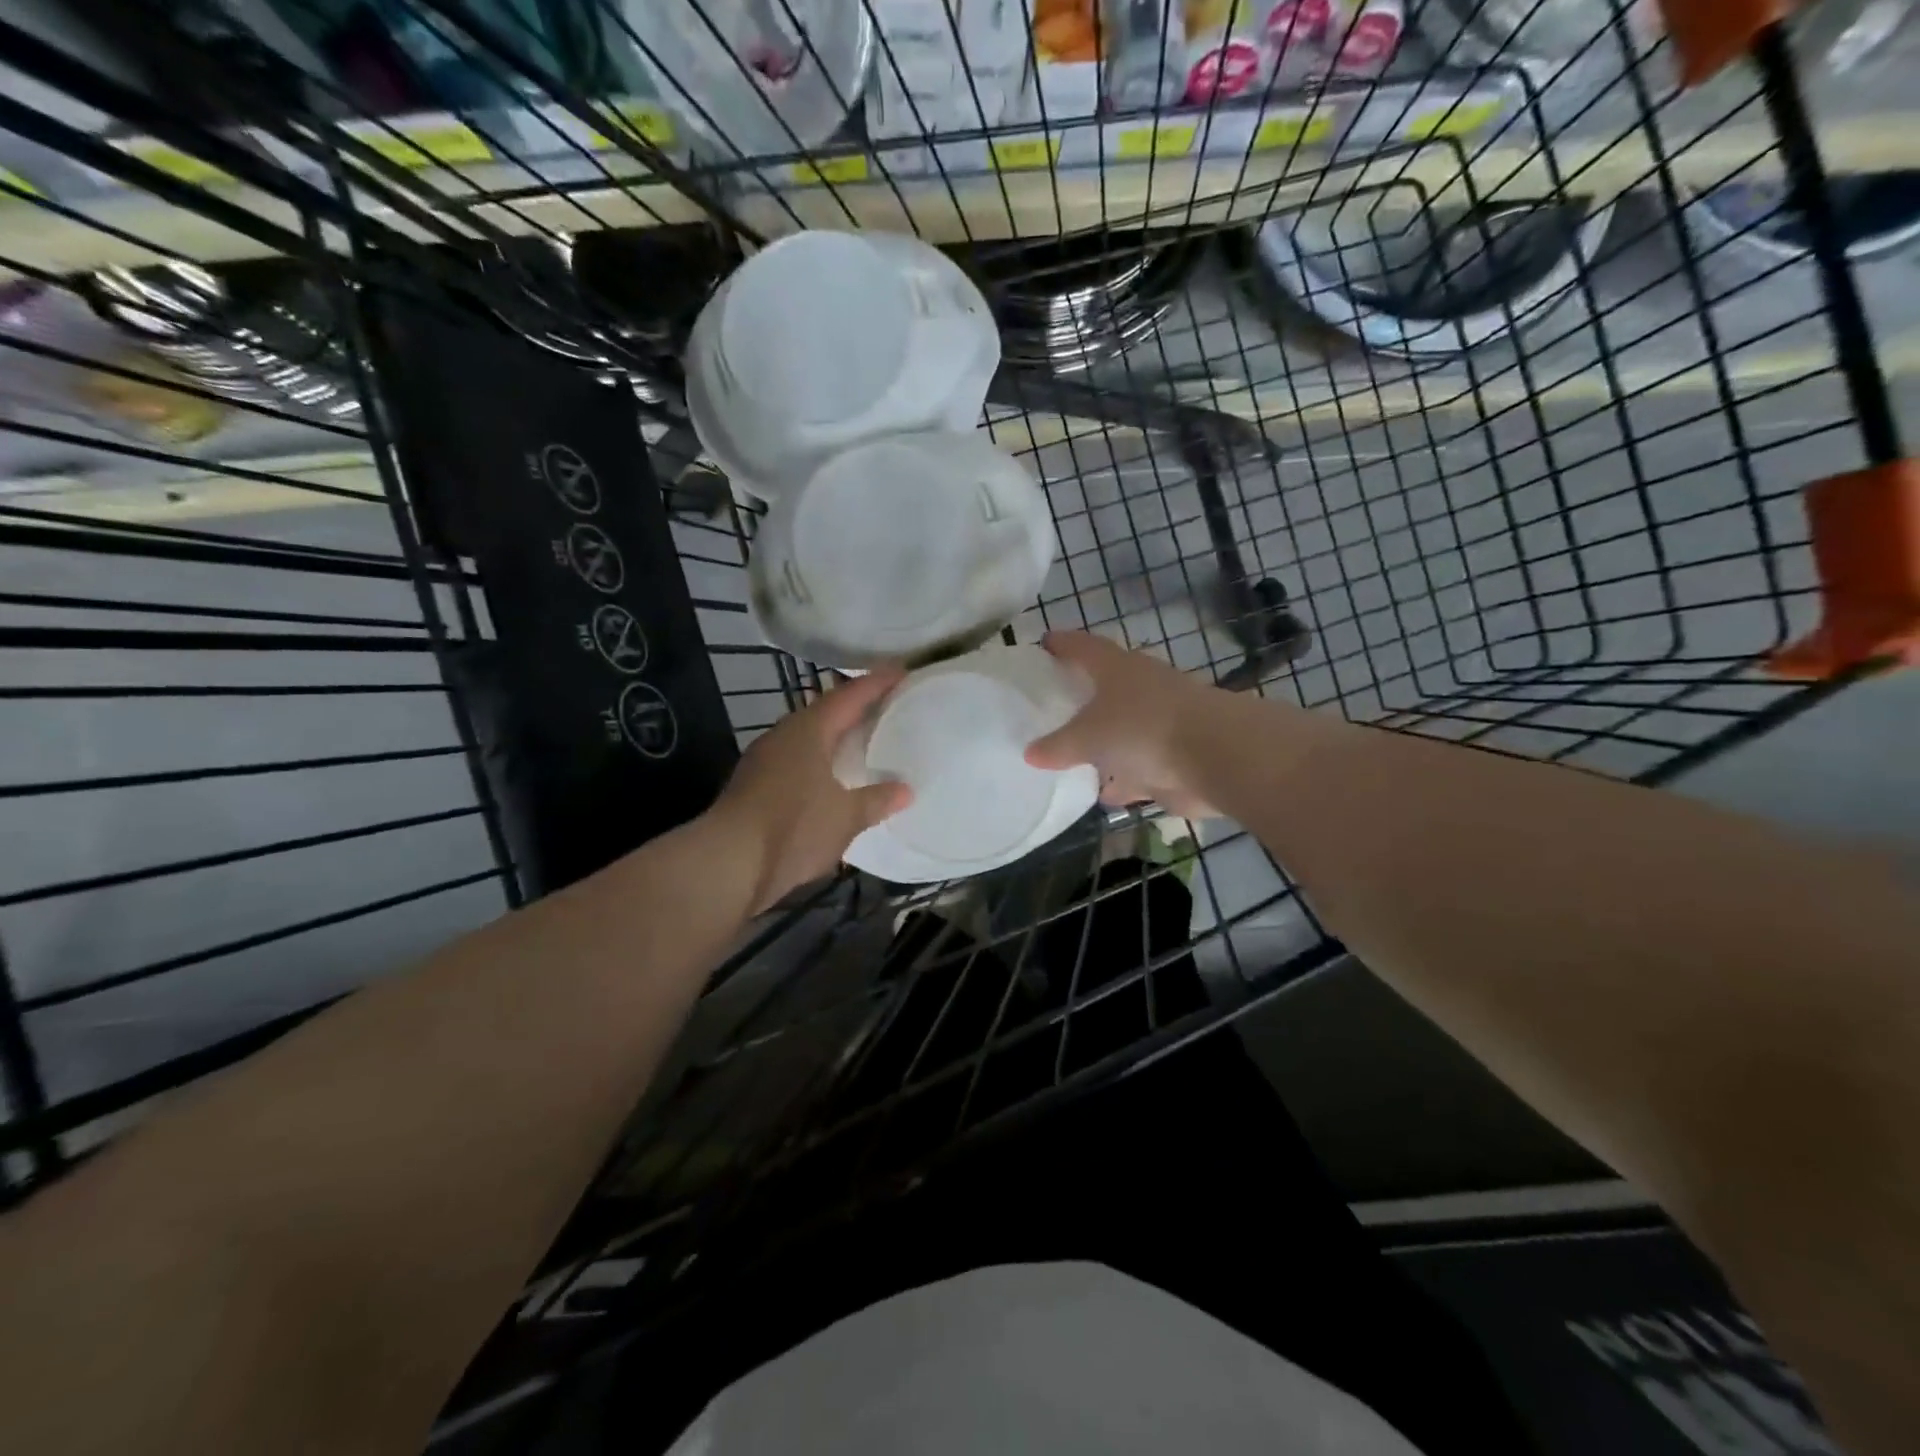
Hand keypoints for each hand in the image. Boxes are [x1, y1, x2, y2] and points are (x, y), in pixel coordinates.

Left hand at [710, 668, 913, 912]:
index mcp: (808, 730)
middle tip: (887, 705)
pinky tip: (834, 779)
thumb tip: (905, 790)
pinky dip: (821, 762)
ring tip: (864, 740)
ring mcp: (764, 761)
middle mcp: (783, 736)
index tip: (902, 670)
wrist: (728, 864)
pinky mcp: (755, 787)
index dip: (877, 683)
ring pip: (808, 738)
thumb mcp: (845, 816)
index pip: (848, 696)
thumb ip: (876, 800)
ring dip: (835, 737)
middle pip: (825, 712)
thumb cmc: (793, 827)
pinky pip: (797, 762)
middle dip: (855, 708)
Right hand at [1023, 631, 1219, 817]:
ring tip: (1069, 755)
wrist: (1214, 757)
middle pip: (1105, 688)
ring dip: (1103, 743)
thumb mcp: (1088, 736)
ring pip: (1123, 730)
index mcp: (1118, 669)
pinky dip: (1123, 779)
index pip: (1084, 647)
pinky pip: (1139, 766)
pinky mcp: (1173, 757)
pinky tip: (1103, 793)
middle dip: (1081, 697)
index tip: (1042, 644)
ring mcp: (1160, 723)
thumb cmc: (1142, 728)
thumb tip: (1030, 752)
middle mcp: (1141, 689)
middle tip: (1049, 706)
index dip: (1062, 644)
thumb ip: (1058, 746)